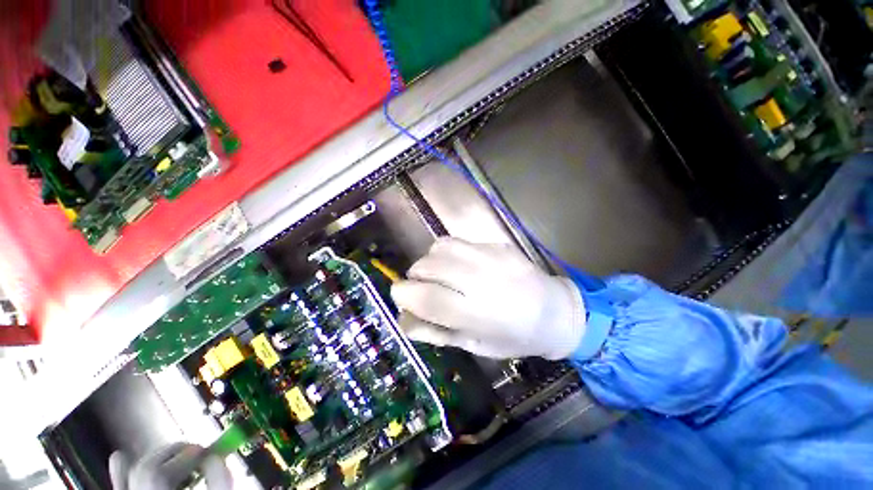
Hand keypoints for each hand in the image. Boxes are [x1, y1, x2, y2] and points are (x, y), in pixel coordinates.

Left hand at [109, 443, 230, 489]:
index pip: (161, 476)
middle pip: (146, 471)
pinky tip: (120, 457)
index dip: (186, 457)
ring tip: (178, 457)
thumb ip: (220, 484)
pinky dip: (120, 473)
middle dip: (173, 453)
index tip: (209, 451)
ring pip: (132, 477)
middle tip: (197, 451)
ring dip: (155, 459)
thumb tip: (214, 456)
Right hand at [391, 238, 586, 359]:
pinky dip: (448, 253)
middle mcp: (483, 279)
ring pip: (439, 247)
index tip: (401, 296)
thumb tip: (403, 318)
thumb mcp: (474, 345)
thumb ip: (436, 332)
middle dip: (415, 276)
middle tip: (425, 288)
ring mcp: (492, 256)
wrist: (555, 311)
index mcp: (477, 313)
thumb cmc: (514, 337)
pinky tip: (460, 264)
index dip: (402, 293)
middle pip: (427, 266)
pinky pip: (458, 241)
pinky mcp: (498, 244)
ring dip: (431, 261)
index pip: (425, 296)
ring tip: (441, 274)